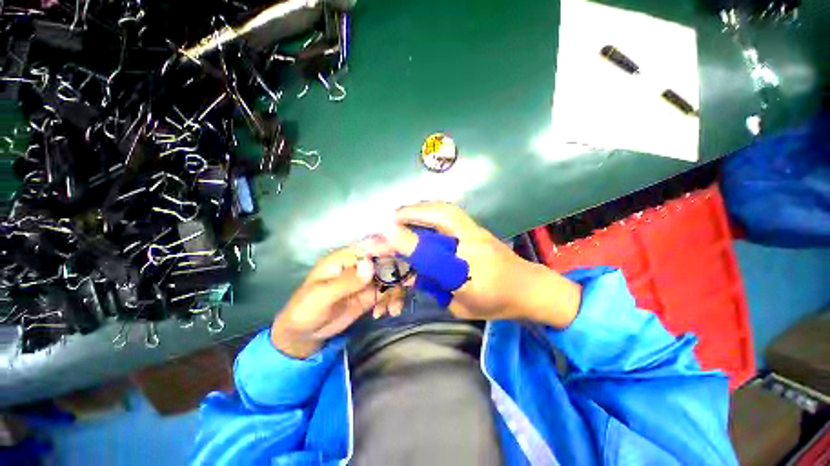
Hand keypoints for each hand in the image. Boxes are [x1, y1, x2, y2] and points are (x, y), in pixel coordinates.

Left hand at [271, 247, 406, 358]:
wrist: (304, 333)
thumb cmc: (306, 309)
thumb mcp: (323, 296)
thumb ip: (346, 281)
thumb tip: (370, 265)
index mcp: (347, 257)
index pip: (373, 246)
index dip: (391, 249)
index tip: (406, 260)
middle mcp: (360, 265)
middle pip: (387, 261)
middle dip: (399, 272)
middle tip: (408, 286)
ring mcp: (367, 280)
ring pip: (391, 278)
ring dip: (396, 291)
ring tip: (393, 310)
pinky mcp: (371, 294)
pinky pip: (388, 293)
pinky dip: (391, 301)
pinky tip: (384, 313)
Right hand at [371, 202, 581, 327]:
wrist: (528, 289)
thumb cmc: (495, 303)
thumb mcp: (461, 306)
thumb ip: (435, 288)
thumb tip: (410, 273)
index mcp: (468, 272)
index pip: (432, 254)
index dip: (407, 243)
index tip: (384, 234)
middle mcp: (472, 244)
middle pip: (439, 219)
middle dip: (412, 214)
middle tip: (391, 218)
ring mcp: (477, 231)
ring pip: (446, 211)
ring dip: (421, 208)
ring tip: (403, 212)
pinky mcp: (478, 227)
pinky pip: (451, 212)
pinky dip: (432, 209)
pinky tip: (422, 213)